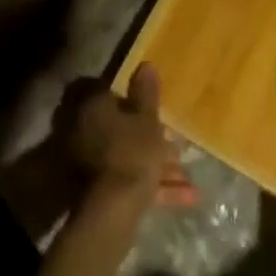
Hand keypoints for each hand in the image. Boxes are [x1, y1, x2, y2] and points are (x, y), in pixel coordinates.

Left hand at [70, 65, 195, 207]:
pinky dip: (155, 187)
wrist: (114, 211)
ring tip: (188, 174)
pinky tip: (188, 197)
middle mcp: (87, 132)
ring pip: (129, 157)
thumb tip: (146, 64)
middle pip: (122, 127)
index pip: (114, 93)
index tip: (156, 104)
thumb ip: (147, 93)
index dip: (136, 97)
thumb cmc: (133, 152)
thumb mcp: (147, 119)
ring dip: (158, 164)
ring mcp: (91, 164)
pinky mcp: (101, 192)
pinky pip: (131, 182)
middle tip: (177, 142)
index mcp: (94, 108)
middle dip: (152, 136)